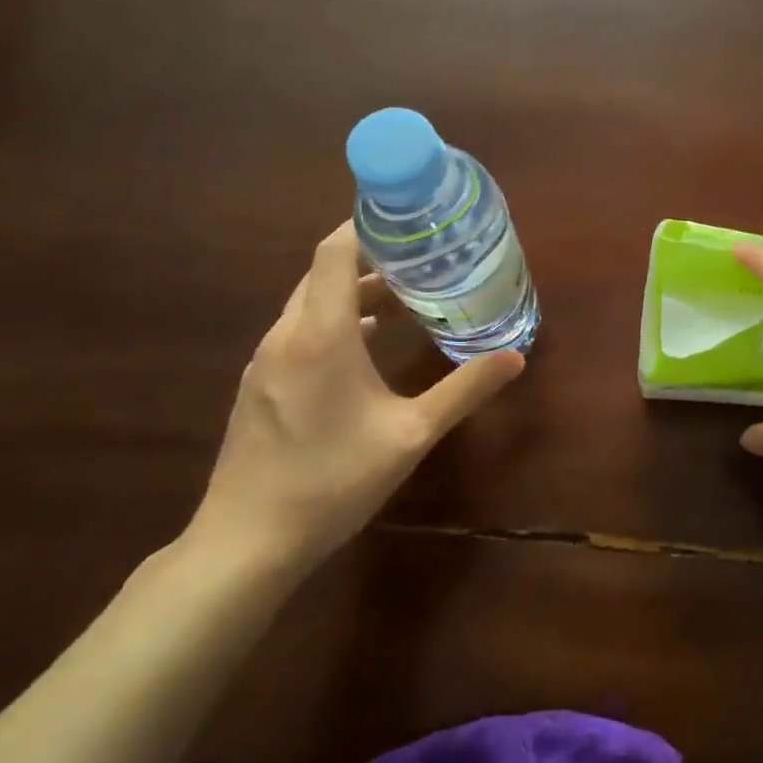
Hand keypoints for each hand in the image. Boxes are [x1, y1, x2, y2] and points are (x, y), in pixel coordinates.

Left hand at [187, 222, 523, 572]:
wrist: (246, 543)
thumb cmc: (332, 481)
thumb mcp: (410, 435)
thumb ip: (464, 390)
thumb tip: (516, 356)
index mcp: (320, 334)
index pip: (335, 251)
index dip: (367, 225)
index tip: (408, 218)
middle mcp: (286, 335)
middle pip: (324, 273)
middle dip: (371, 258)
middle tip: (421, 257)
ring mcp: (266, 361)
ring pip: (311, 303)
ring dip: (354, 292)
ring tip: (404, 297)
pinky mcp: (260, 386)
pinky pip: (300, 331)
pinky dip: (336, 321)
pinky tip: (368, 345)